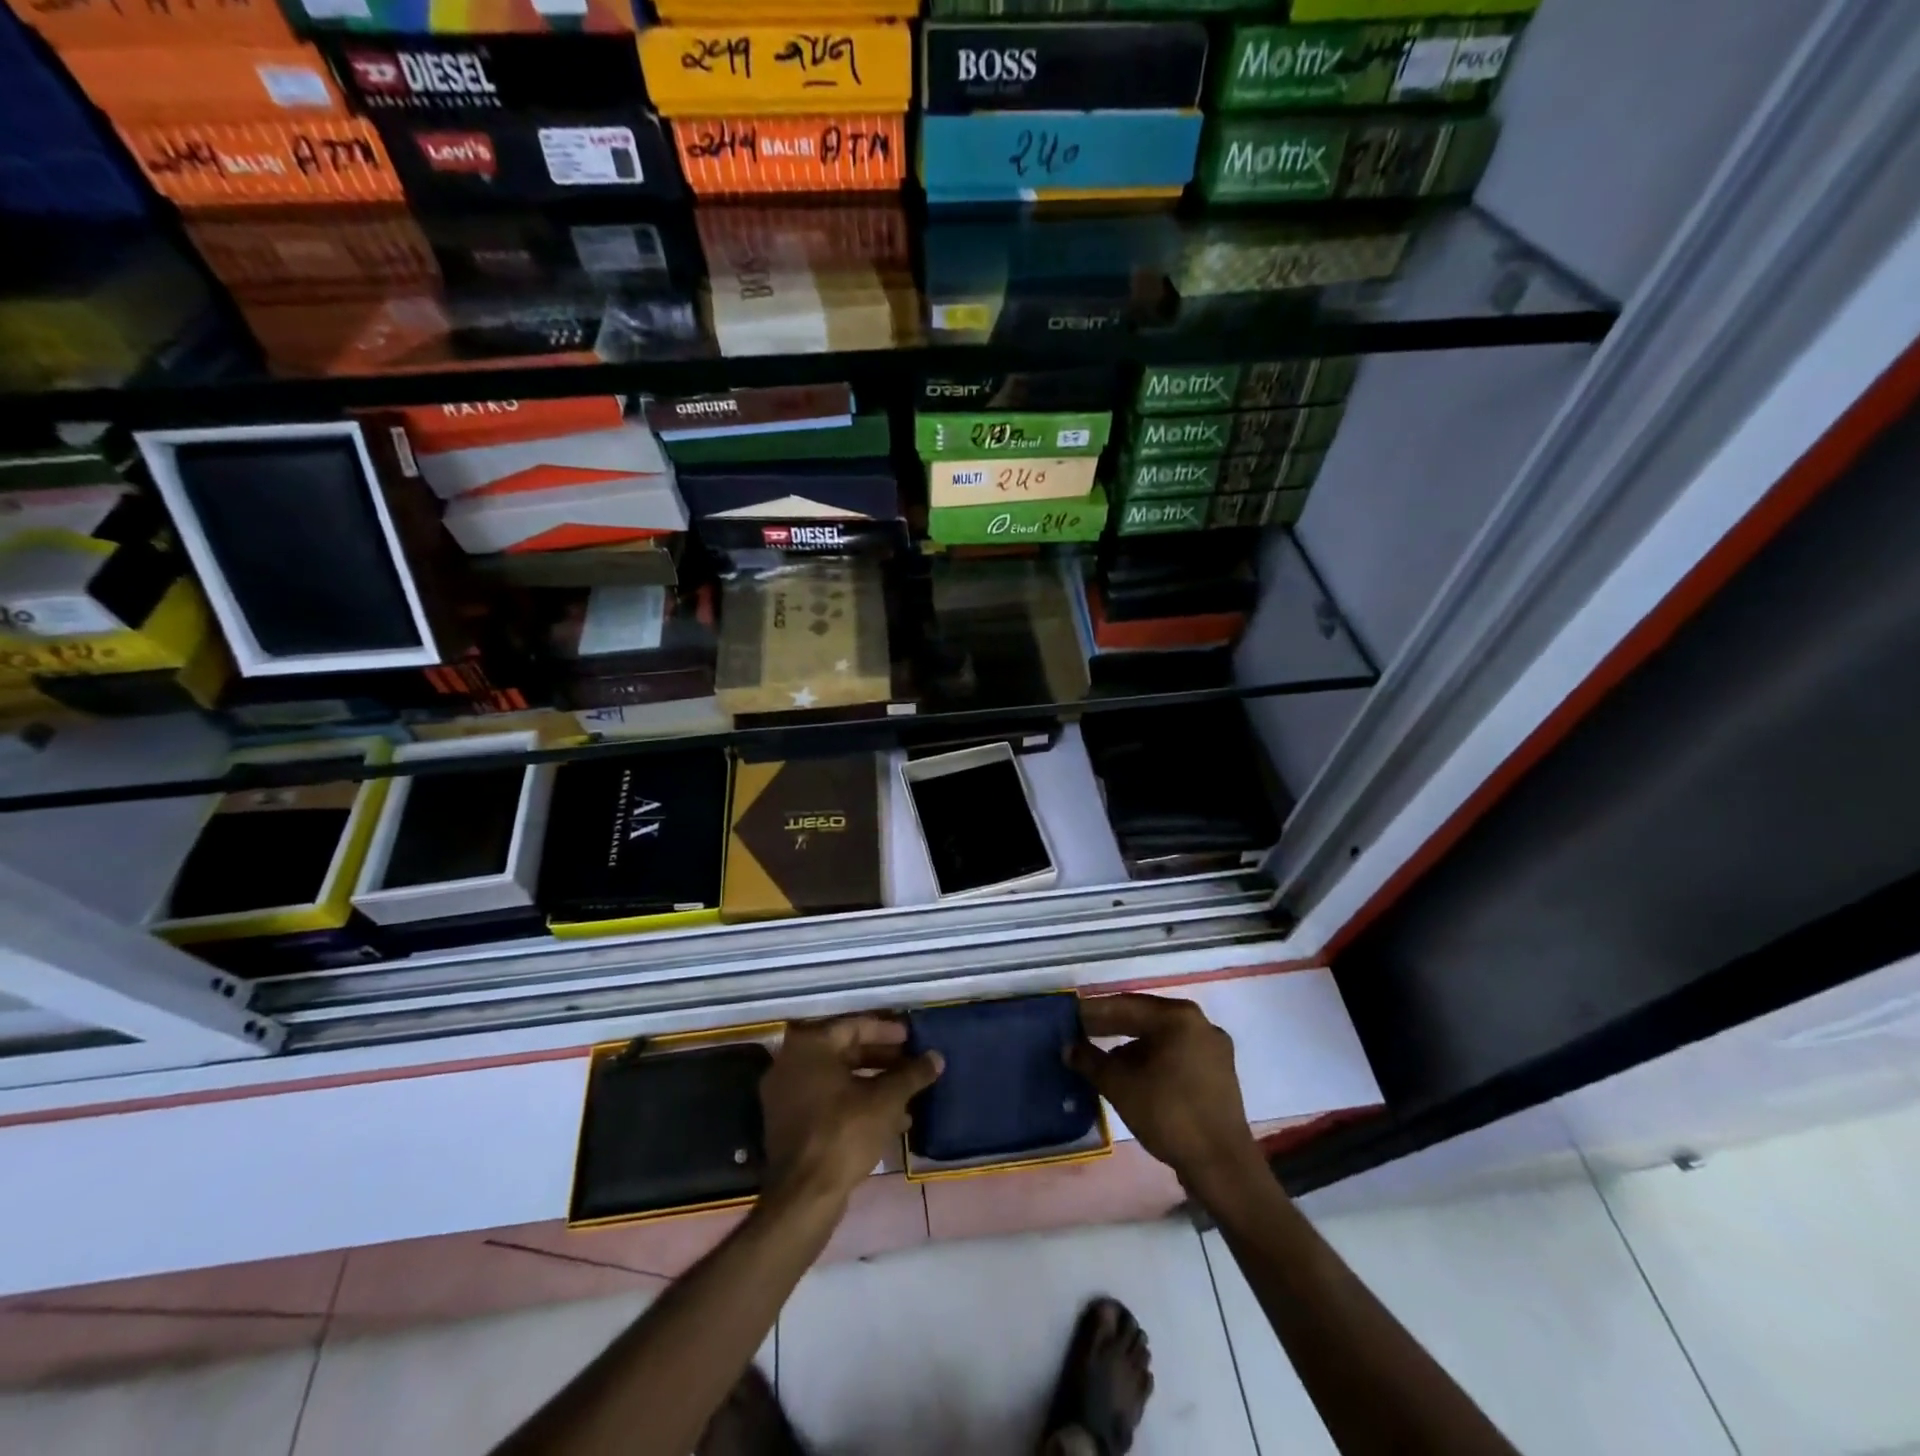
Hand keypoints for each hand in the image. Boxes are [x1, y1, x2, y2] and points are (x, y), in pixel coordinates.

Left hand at [760, 1016, 942, 1211]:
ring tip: (908, 1094)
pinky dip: (856, 1103)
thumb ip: (912, 1074)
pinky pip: (828, 1101)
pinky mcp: (790, 1124)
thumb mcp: (886, 1100)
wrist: (804, 1196)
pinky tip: (890, 1120)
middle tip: (911, 1064)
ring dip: (873, 1084)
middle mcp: (791, 1063)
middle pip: (845, 1051)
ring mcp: (787, 1095)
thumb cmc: (844, 1133)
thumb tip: (936, 1057)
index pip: (855, 1026)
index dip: (887, 1031)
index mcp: (810, 1046)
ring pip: (838, 1079)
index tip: (912, 1038)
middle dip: (882, 1059)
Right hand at [1069, 994, 1262, 1198]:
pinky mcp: (1217, 1073)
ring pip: (1160, 1038)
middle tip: (1077, 1032)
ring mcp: (1212, 1048)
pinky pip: (1175, 1055)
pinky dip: (1150, 1060)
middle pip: (1144, 1018)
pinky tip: (1129, 1074)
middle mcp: (1199, 1023)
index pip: (1125, 1005)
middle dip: (1110, 1026)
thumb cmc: (1169, 1115)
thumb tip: (1068, 1047)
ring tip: (1098, 1056)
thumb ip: (1090, 1060)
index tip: (1068, 1015)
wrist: (1222, 1166)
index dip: (1093, 1011)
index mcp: (1178, 1017)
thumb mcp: (1120, 1086)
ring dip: (1129, 1046)